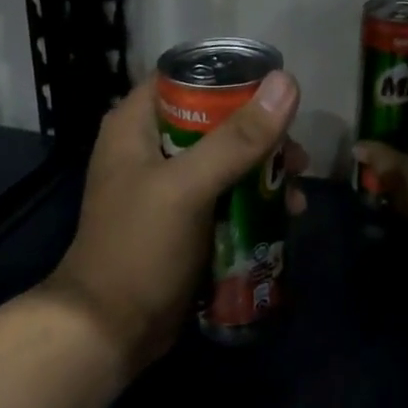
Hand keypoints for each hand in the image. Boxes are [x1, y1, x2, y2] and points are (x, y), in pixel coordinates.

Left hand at [46, 70, 305, 373]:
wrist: (111, 328)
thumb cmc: (140, 246)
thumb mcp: (188, 187)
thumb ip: (237, 138)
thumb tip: (286, 83)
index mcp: (135, 125)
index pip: (186, 79)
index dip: (232, 79)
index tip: (277, 94)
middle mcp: (148, 147)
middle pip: (214, 121)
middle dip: (259, 136)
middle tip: (296, 157)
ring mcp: (166, 186)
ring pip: (224, 161)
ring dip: (263, 173)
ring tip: (297, 193)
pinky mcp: (182, 220)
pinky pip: (224, 196)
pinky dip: (253, 201)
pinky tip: (284, 216)